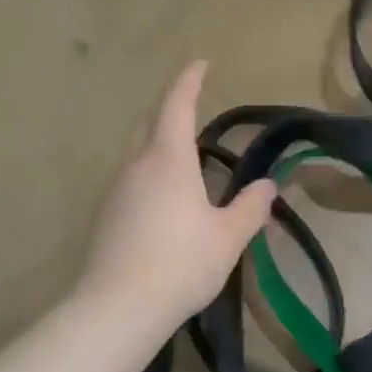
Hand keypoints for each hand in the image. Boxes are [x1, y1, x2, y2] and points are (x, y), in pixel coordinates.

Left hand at [81, 61, 275, 329]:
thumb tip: (267, 186)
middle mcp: (136, 166)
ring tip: (188, 168)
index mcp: (169, 161)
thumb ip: (250, 208)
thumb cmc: (181, 264)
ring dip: (160, 149)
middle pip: (150, 125)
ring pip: (138, 155)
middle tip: (194, 114)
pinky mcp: (105, 216)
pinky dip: (150, 178)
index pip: (177, 106)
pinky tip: (165, 207)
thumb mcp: (228, 237)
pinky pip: (131, 182)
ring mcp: (115, 191)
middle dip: (170, 112)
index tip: (200, 63)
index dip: (189, 81)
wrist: (118, 308)